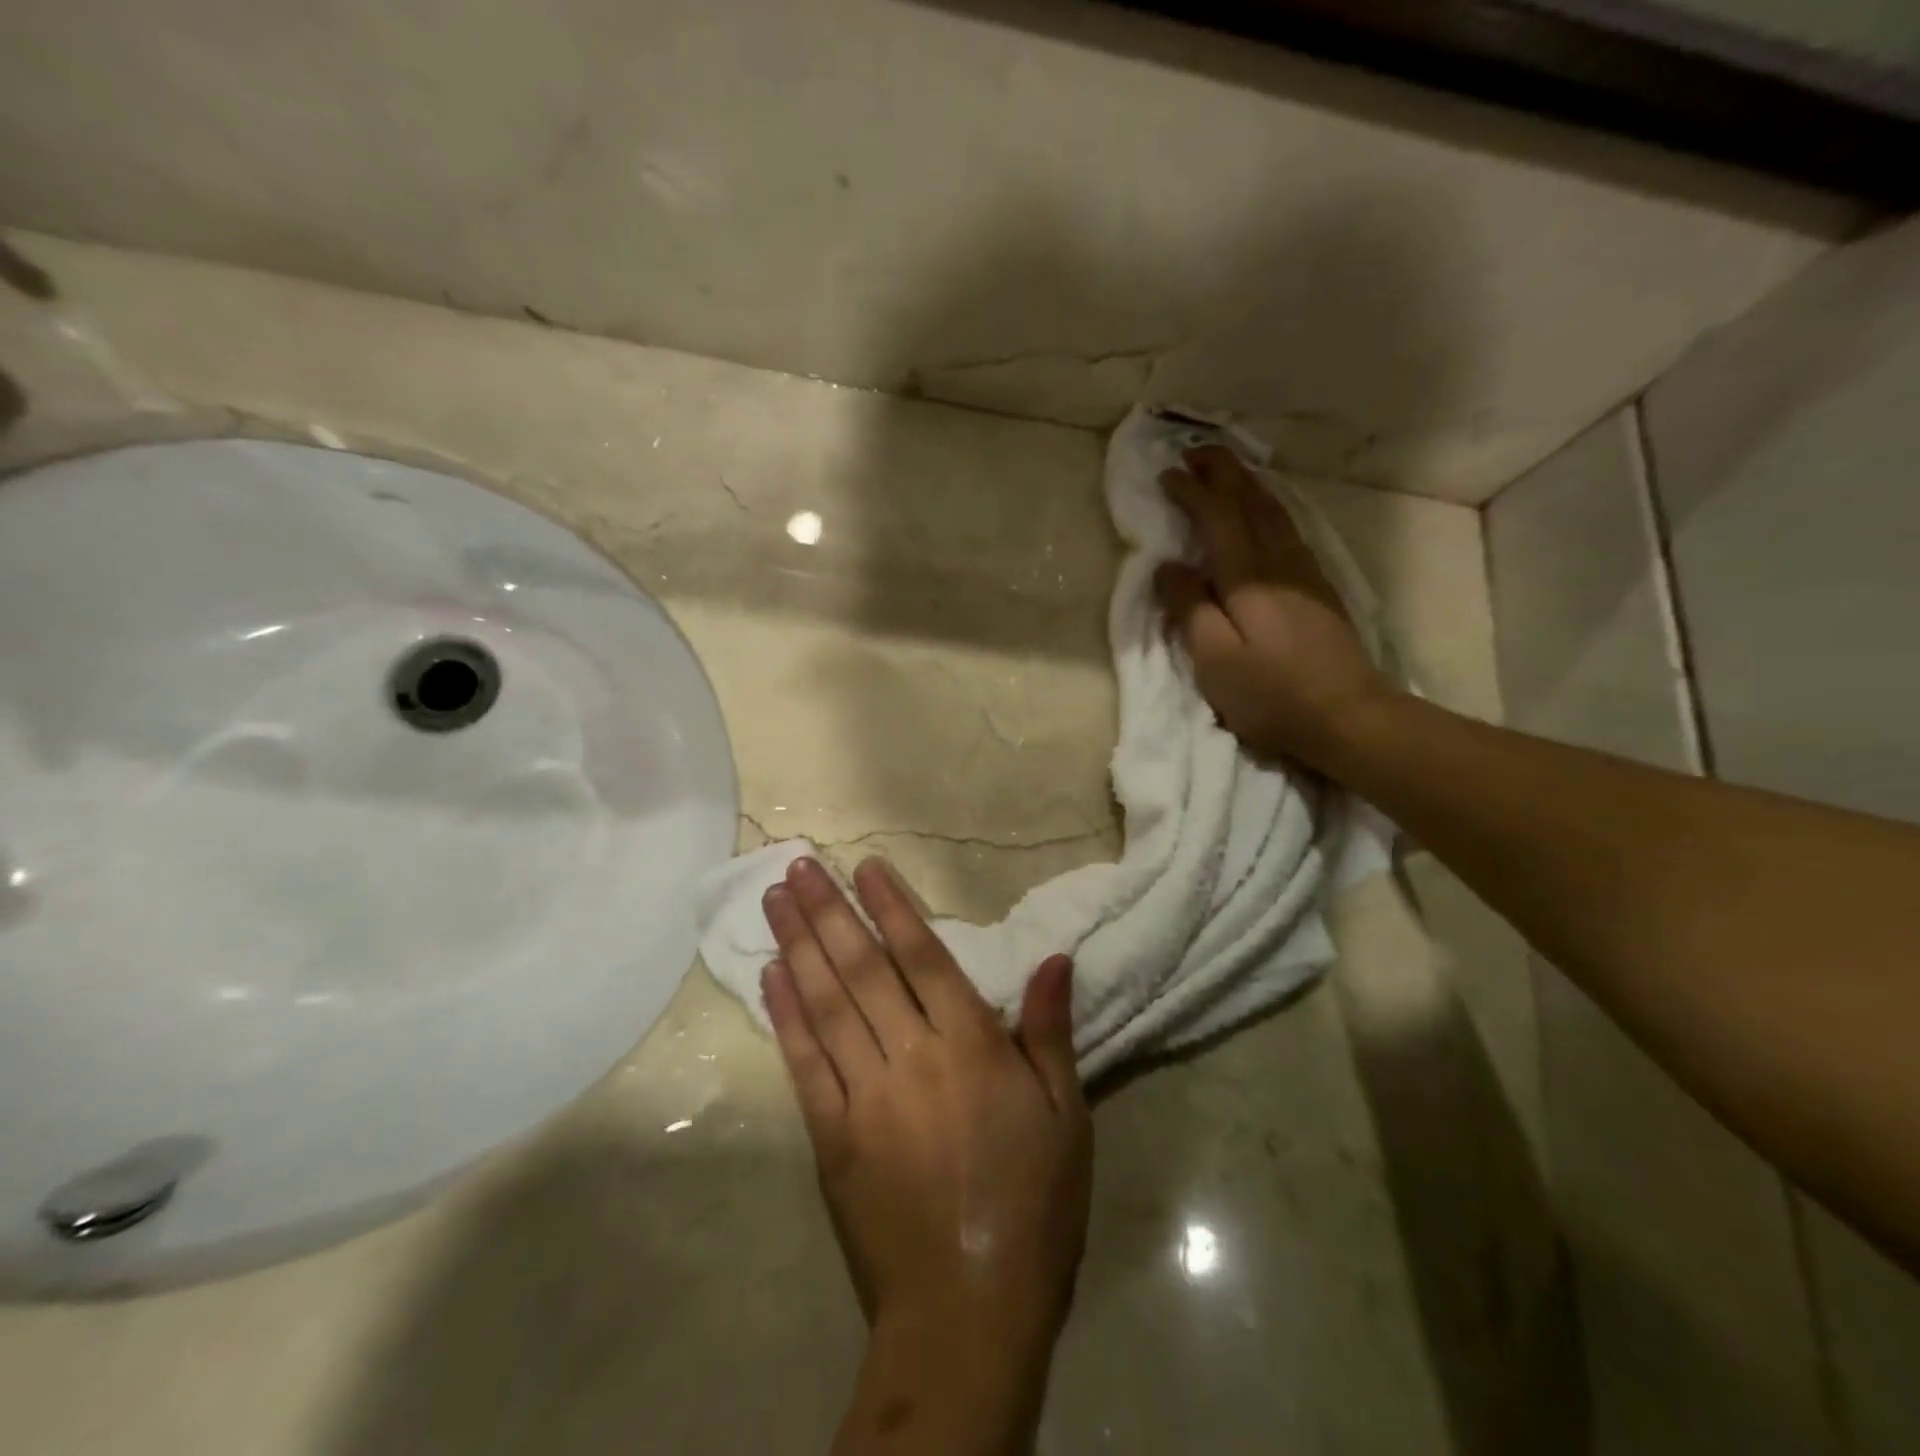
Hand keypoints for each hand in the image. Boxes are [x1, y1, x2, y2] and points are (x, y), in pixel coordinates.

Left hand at [760, 855, 1090, 1453]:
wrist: (968, 1312)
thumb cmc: (1032, 1206)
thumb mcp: (1065, 1115)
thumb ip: (1051, 1031)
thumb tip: (1055, 957)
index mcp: (971, 1046)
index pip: (923, 957)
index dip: (891, 907)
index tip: (864, 866)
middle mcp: (912, 1056)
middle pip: (863, 969)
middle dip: (829, 911)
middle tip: (798, 865)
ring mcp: (864, 1095)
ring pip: (827, 1004)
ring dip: (799, 946)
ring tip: (776, 900)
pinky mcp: (831, 1136)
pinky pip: (804, 1063)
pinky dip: (786, 1016)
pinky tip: (771, 977)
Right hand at [1155, 445, 1393, 771]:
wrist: (1348, 716)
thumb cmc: (1272, 695)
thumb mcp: (1216, 660)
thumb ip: (1190, 609)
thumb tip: (1169, 566)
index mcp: (1248, 579)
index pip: (1217, 519)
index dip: (1192, 493)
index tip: (1167, 474)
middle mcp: (1280, 563)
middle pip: (1251, 502)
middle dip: (1224, 472)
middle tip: (1196, 450)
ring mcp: (1305, 573)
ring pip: (1275, 511)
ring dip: (1248, 484)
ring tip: (1227, 470)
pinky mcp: (1319, 589)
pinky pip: (1289, 529)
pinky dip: (1270, 507)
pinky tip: (1266, 511)